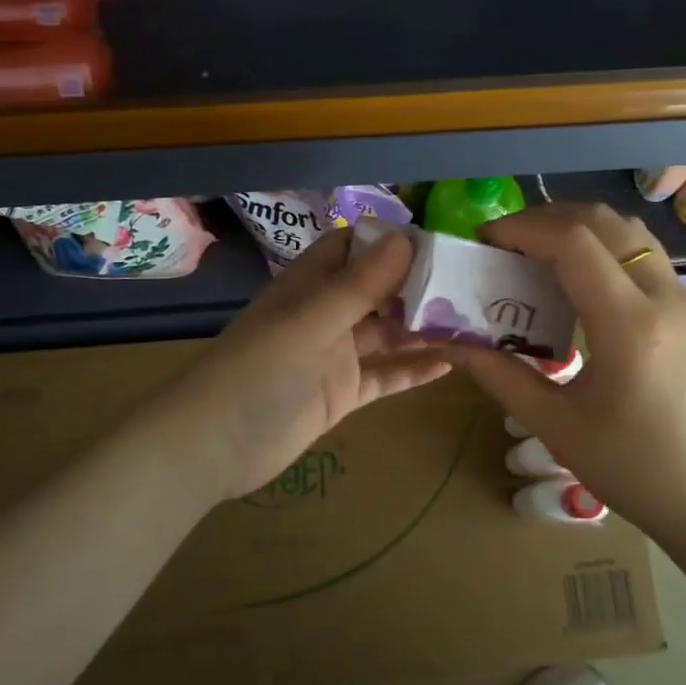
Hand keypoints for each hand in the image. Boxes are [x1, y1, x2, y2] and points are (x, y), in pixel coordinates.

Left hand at [171, 227, 451, 501]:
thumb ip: (359, 284)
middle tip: (471, 285)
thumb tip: (405, 237)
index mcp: (311, 285)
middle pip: (378, 290)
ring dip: (423, 327)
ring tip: (472, 322)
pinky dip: (413, 369)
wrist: (213, 447)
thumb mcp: (311, 322)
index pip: (354, 249)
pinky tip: (449, 364)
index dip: (391, 242)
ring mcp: (335, 355)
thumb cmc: (259, 371)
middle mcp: (325, 314)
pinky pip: (384, 375)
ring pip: (387, 333)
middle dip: (418, 286)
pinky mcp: (342, 393)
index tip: (440, 242)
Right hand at [445, 203, 685, 547]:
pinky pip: (642, 253)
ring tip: (536, 255)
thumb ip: (500, 376)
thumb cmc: (638, 472)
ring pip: (628, 230)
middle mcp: (664, 296)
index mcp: (630, 326)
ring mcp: (685, 299)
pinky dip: (602, 246)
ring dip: (577, 227)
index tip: (483, 242)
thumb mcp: (558, 427)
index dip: (522, 229)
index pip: (573, 242)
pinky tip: (577, 282)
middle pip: (602, 221)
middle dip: (545, 219)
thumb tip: (450, 341)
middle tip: (504, 245)